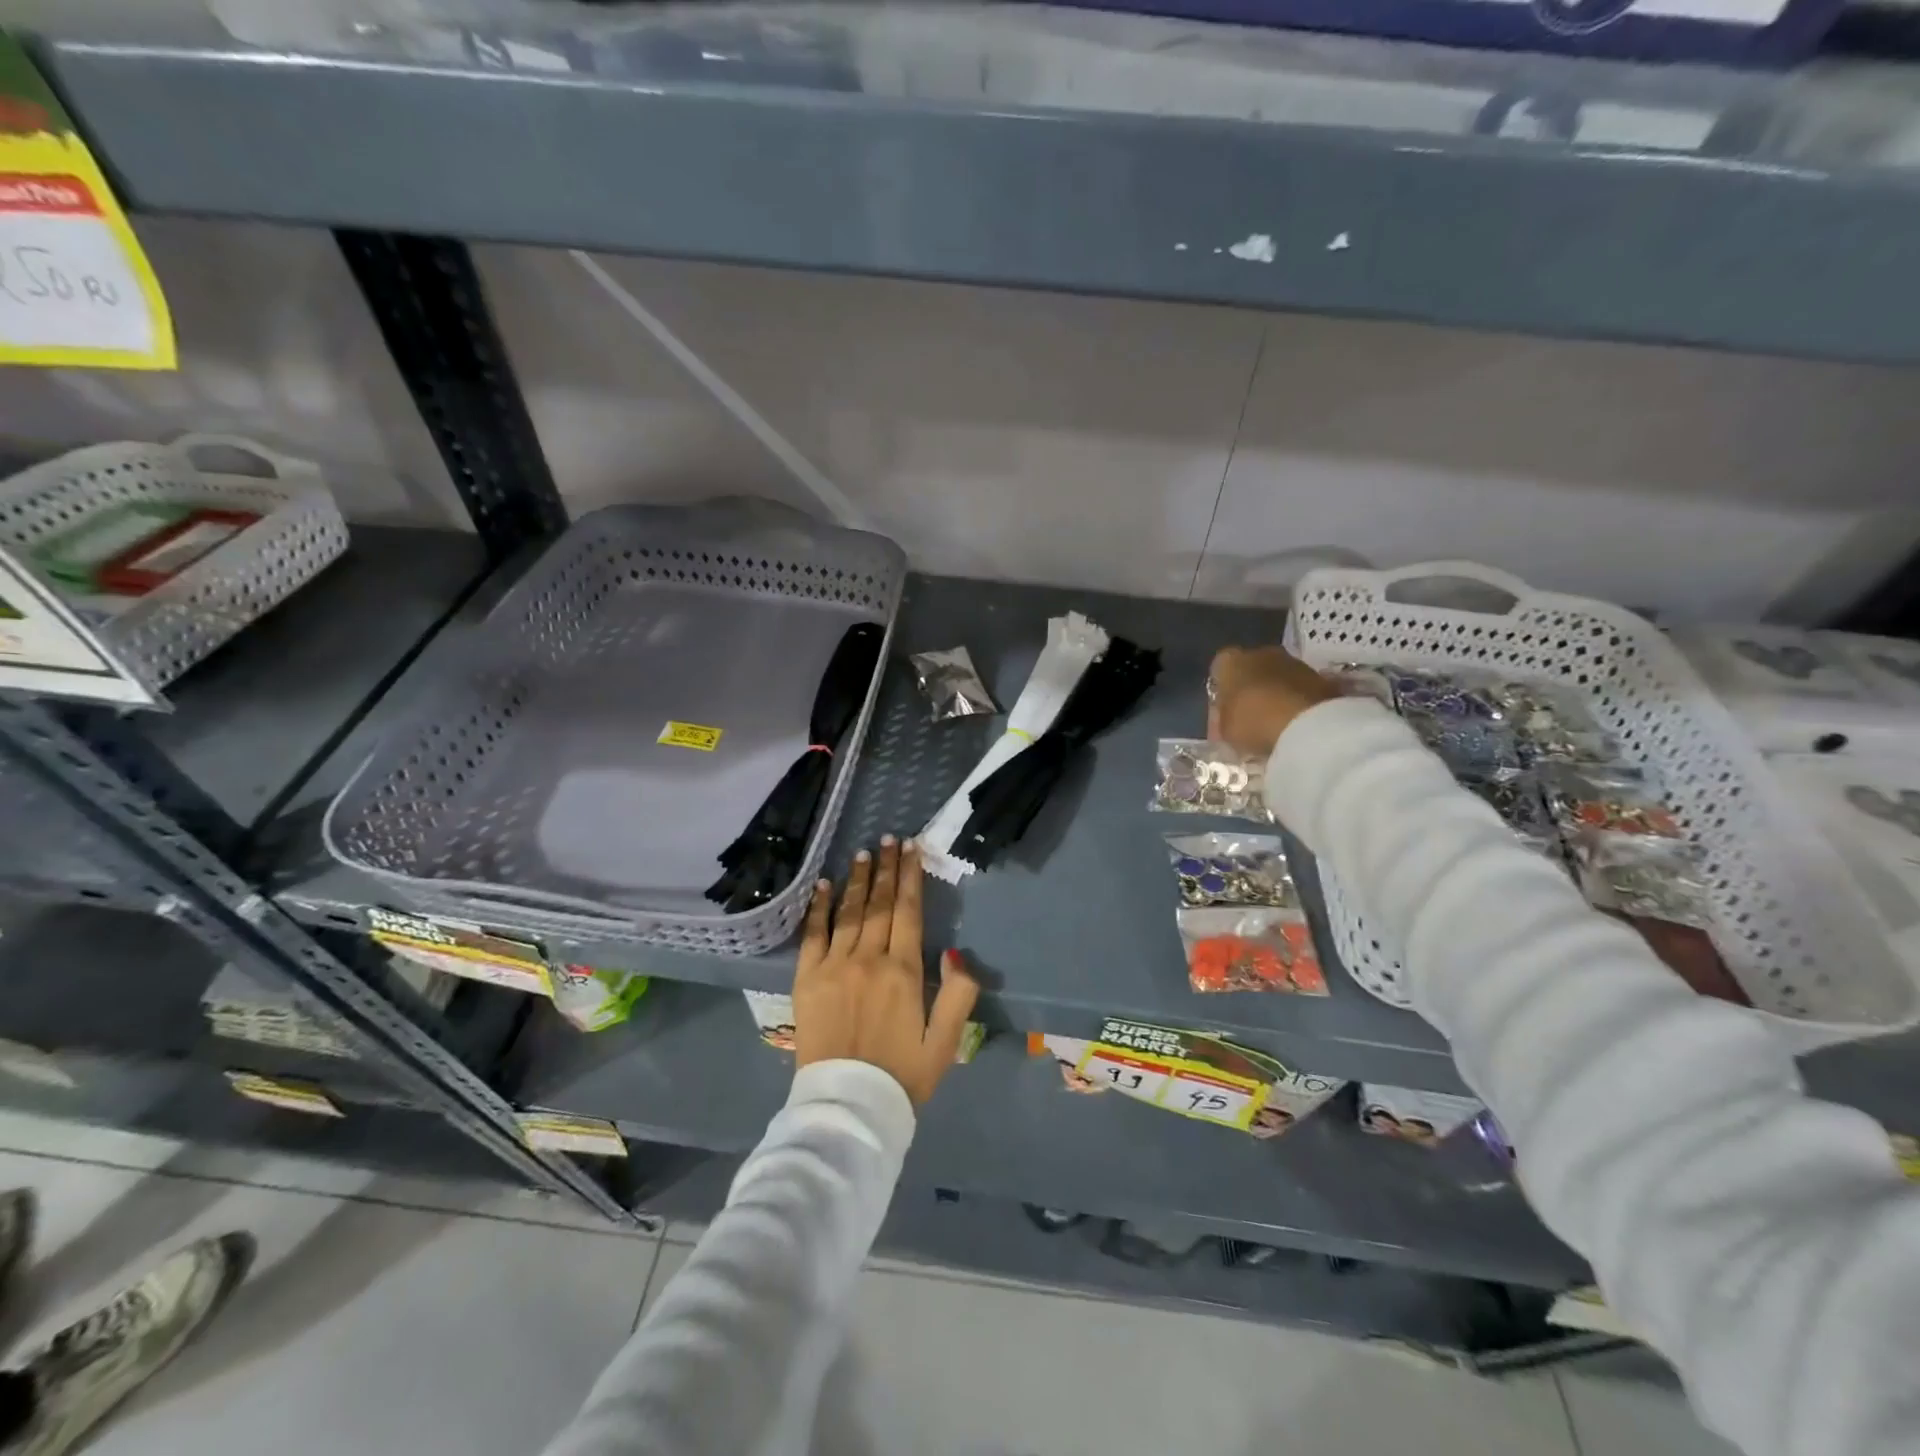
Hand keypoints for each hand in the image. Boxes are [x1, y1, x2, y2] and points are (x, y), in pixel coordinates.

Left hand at [793, 836, 980, 1104]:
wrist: (847, 1109)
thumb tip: (954, 951)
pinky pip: (812, 934)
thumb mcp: (946, 1042)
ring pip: (849, 912)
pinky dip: (818, 907)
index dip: (911, 877)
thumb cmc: (902, 1076)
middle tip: (890, 839)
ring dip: (857, 879)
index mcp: (903, 971)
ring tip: (863, 852)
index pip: (908, 910)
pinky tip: (823, 885)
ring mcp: (833, 966)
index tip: (912, 849)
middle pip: (878, 903)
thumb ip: (958, 994)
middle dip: (886, 868)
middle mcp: (868, 959)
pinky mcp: (806, 979)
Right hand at [1207, 646, 1340, 758]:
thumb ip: (1222, 722)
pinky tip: (1294, 722)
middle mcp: (1261, 653)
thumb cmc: (1253, 722)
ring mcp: (1294, 662)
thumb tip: (1223, 724)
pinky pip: (1299, 689)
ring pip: (1278, 677)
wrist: (1307, 724)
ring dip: (1275, 694)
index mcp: (1231, 661)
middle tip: (1248, 717)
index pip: (1219, 669)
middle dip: (1249, 689)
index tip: (1222, 712)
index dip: (1220, 691)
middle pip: (1250, 670)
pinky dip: (1296, 701)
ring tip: (1274, 722)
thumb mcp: (1225, 731)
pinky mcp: (1320, 676)